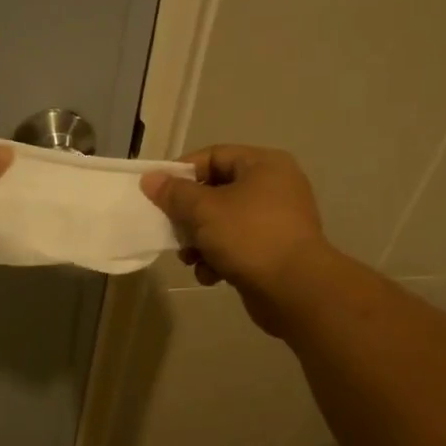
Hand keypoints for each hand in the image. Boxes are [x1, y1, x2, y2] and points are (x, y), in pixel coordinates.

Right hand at [141, 145, 330, 331]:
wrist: (295, 289)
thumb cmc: (249, 237)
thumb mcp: (204, 210)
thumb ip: (175, 193)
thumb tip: (150, 179)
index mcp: (264, 165)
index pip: (213, 155)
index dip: (182, 172)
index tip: (158, 193)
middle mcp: (274, 187)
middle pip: (216, 192)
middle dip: (189, 216)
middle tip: (172, 231)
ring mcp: (276, 221)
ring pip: (223, 223)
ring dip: (200, 242)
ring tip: (190, 259)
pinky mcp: (273, 251)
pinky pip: (237, 247)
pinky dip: (219, 260)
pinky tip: (211, 276)